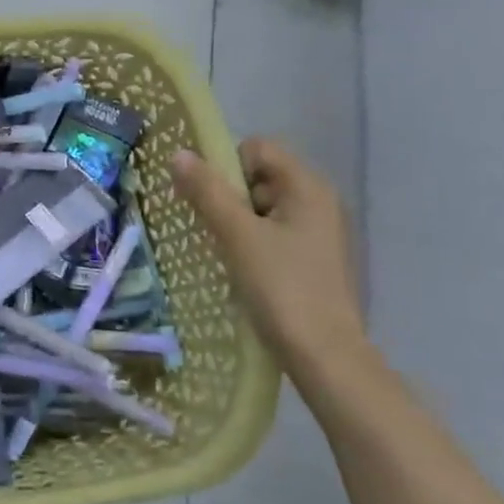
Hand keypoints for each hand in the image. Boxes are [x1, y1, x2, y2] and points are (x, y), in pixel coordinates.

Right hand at [171, 138, 366, 367]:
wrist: (324, 356)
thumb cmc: (281, 287)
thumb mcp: (237, 235)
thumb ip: (207, 191)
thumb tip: (179, 154)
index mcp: (307, 187)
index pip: (258, 148)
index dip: (227, 165)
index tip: (210, 199)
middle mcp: (318, 201)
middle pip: (259, 176)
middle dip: (230, 196)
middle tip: (214, 229)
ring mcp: (318, 232)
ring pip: (263, 207)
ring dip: (237, 221)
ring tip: (225, 252)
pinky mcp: (312, 259)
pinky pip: (273, 232)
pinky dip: (252, 241)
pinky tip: (242, 268)